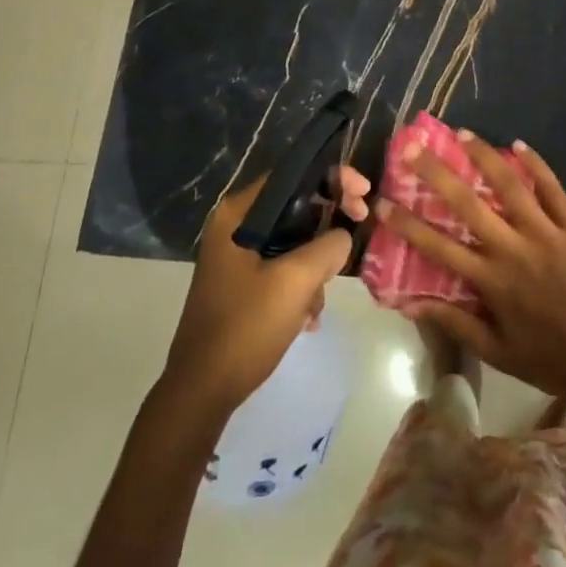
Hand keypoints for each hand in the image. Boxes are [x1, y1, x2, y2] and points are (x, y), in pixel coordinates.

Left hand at [161, 168, 370, 422]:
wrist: (201, 393)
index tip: (364, 194)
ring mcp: (237, 255)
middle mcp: (235, 225)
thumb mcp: (296, 281)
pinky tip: (307, 317)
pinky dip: (302, 284)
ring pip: (295, 238)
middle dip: (330, 222)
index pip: (294, 174)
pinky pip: (284, 265)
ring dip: (317, 263)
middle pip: (297, 204)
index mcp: (238, 214)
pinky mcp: (243, 282)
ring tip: (318, 300)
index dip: (334, 177)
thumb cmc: (245, 328)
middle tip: (360, 228)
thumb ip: (328, 245)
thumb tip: (343, 235)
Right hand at [380, 135, 565, 417]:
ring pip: (510, 186)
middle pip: (468, 204)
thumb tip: (410, 303)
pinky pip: (553, 189)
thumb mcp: (497, 351)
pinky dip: (535, 165)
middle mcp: (514, 249)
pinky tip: (518, 145)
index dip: (407, 224)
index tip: (382, 203)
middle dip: (436, 174)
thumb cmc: (549, 358)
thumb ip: (454, 323)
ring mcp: (546, 233)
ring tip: (462, 133)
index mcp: (492, 281)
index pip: (439, 246)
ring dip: (484, 157)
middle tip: (413, 148)